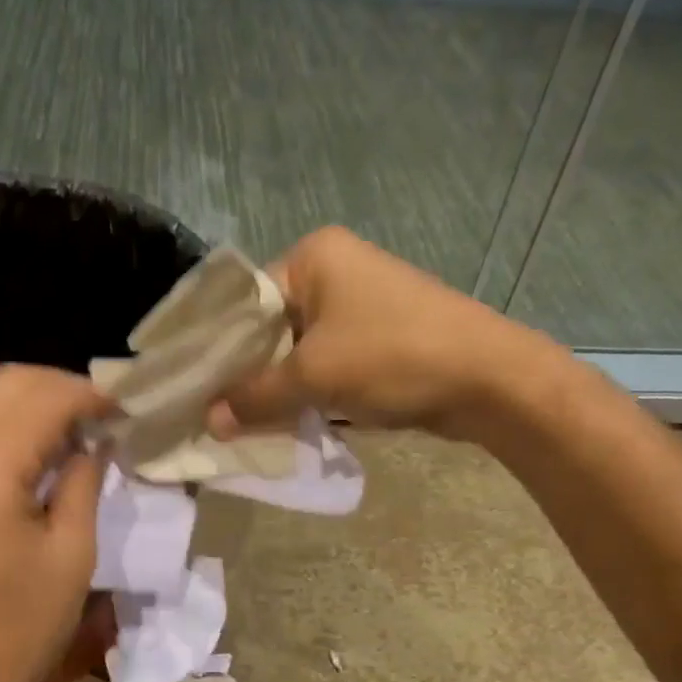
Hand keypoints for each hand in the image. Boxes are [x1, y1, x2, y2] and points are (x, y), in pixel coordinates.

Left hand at [0, 365, 105, 681]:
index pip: (42, 397)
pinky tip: (42, 456)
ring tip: (81, 435)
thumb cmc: (20, 627)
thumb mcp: (71, 553)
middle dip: (63, 390)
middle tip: (106, 419)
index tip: (128, 412)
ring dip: (36, 407)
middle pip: (8, 383)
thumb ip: (82, 481)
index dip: (92, 395)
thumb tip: (95, 442)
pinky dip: (10, 430)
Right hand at [206, 226, 533, 441]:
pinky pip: (325, 364)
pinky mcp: (378, 338)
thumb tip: (209, 422)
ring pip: (297, 350)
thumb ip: (255, 398)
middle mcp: (333, 271)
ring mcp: (359, 305)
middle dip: (246, 373)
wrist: (488, 379)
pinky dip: (307, 391)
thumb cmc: (392, 358)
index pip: (243, 300)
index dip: (217, 347)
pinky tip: (285, 422)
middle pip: (269, 327)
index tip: (192, 388)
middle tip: (212, 413)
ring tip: (241, 424)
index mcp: (313, 257)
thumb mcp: (313, 377)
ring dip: (277, 387)